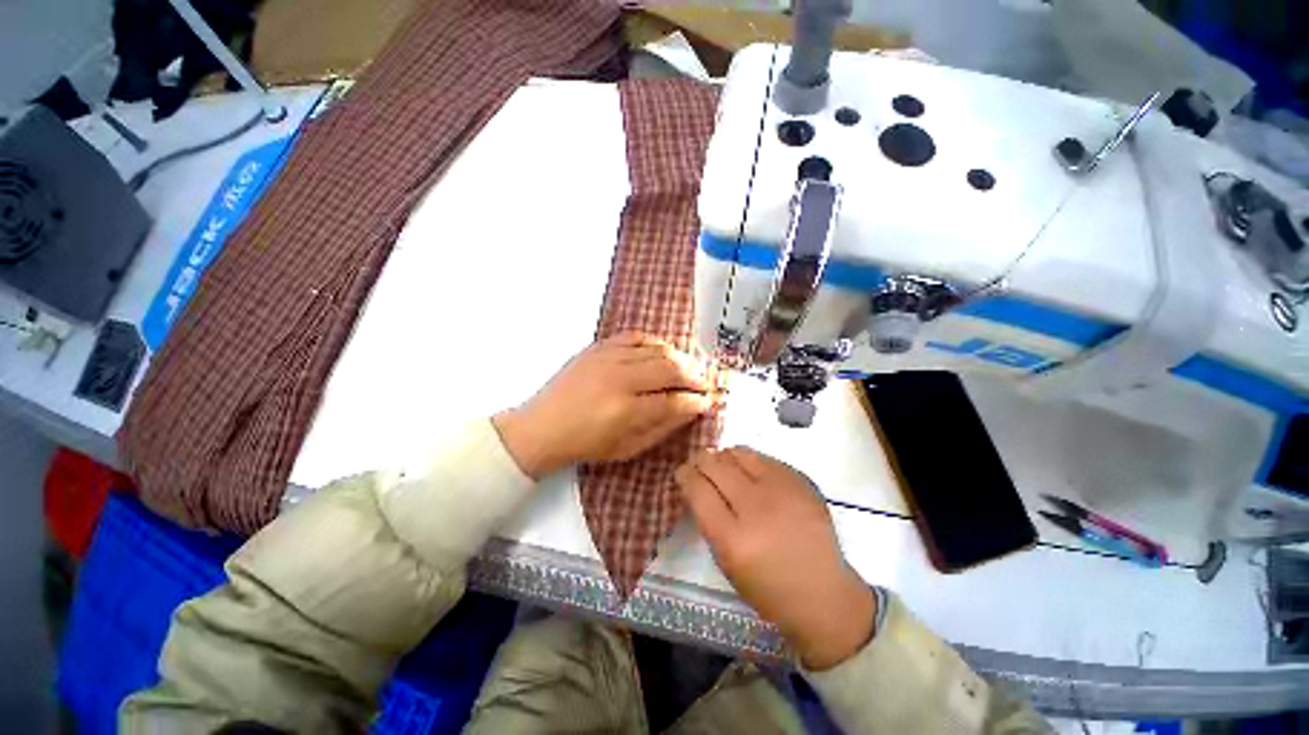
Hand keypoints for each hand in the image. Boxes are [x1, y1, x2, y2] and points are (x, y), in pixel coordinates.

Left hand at [493, 332, 716, 478]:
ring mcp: (607, 358)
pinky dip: (654, 343)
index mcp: (626, 411)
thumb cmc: (585, 445)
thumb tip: (690, 409)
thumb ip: (662, 428)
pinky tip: (662, 352)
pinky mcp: (598, 347)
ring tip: (689, 368)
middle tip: (705, 384)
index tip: (709, 401)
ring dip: (680, 358)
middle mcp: (619, 379)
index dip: (697, 400)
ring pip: (657, 350)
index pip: (675, 400)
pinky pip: (635, 336)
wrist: (542, 426)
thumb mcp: (627, 448)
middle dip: (695, 376)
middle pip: (671, 368)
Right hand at [675, 447, 876, 669]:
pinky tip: (749, 472)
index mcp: (733, 539)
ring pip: (738, 453)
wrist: (823, 593)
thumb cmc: (767, 588)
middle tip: (699, 465)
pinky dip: (748, 460)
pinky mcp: (800, 481)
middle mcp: (756, 508)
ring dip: (724, 457)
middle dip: (700, 461)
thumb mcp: (726, 562)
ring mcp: (782, 491)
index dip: (685, 475)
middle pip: (715, 465)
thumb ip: (708, 520)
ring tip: (723, 466)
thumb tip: (697, 484)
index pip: (698, 489)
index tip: (682, 472)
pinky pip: (763, 457)